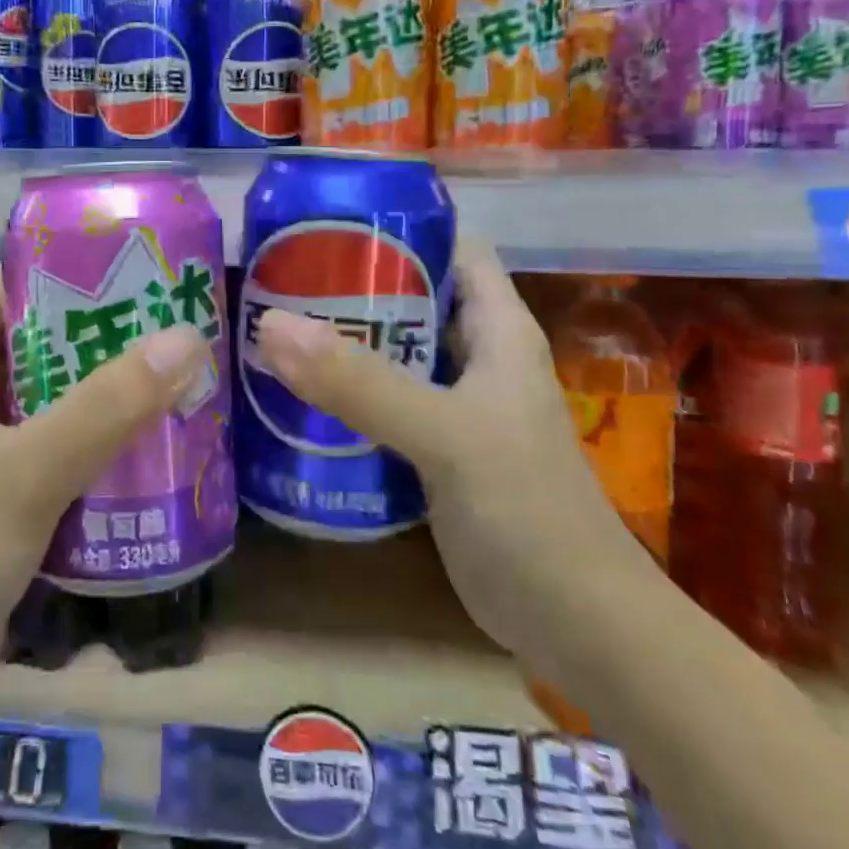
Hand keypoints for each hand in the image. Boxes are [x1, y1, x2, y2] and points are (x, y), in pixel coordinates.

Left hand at [0, 266, 210, 709]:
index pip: (3, 290)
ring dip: (96, 385)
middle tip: (164, 319)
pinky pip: (46, 440)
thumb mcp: (30, 470)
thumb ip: (108, 405)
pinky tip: (140, 436)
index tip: (131, 266)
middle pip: (30, 341)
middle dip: (94, 332)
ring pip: (42, 393)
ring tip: (164, 369)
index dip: (64, 271)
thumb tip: (186, 338)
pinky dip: (87, 433)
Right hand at [252, 246, 645, 678]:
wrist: (578, 627)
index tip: (325, 222)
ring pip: (392, 354)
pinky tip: (294, 397)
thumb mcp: (445, 434)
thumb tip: (270, 324)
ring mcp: (456, 407)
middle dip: (351, 286)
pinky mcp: (436, 452)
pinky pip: (382, 405)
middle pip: (410, 300)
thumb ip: (361, 381)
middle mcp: (476, 358)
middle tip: (278, 277)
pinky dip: (344, 395)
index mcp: (496, 329)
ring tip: (272, 328)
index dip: (396, 227)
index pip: (449, 248)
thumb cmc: (529, 511)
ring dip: (342, 342)